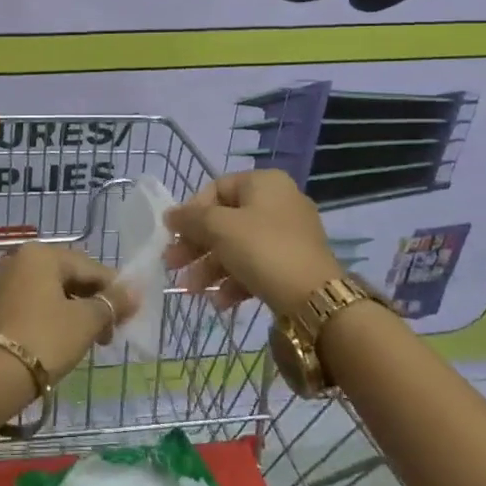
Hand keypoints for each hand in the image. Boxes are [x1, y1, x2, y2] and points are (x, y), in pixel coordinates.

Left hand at [0, 242, 131, 382]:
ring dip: (79, 313)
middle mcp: (23, 260)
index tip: (130, 315)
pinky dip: (58, 318)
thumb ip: (111, 303)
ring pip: (56, 292)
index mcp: (43, 254)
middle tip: (111, 332)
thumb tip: (134, 292)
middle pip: (72, 277)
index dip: (114, 290)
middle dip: (95, 303)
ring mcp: (10, 282)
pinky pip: (40, 304)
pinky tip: (69, 339)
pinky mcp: (2, 306)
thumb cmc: (46, 338)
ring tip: (94, 340)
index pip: (90, 267)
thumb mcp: (85, 321)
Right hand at [163, 170, 344, 320]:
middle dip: (197, 245)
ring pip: (238, 246)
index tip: (173, 235)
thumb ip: (191, 218)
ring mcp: (288, 235)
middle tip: (173, 265)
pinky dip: (234, 280)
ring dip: (210, 267)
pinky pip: (256, 265)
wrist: (315, 300)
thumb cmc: (263, 250)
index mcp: (263, 183)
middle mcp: (278, 202)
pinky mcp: (293, 264)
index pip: (216, 189)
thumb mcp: (220, 228)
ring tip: (192, 290)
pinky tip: (220, 302)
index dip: (191, 212)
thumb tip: (170, 214)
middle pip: (225, 220)